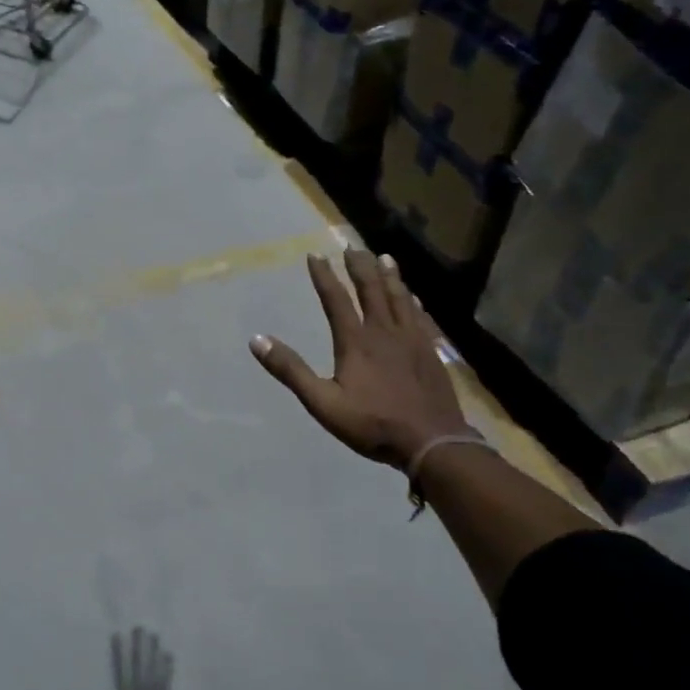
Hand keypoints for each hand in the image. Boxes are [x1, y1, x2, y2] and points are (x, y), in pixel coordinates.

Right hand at [77, 628, 171, 689]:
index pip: (120, 669)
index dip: (118, 651)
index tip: (117, 634)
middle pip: (139, 664)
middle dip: (138, 645)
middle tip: (139, 627)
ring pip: (154, 669)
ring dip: (154, 651)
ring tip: (155, 634)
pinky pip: (167, 681)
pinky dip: (168, 667)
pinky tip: (169, 654)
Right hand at [249, 250, 468, 469]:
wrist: (432, 442)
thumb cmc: (373, 424)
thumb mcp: (323, 403)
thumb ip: (291, 370)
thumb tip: (257, 340)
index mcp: (355, 341)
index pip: (336, 300)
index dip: (324, 276)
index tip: (315, 254)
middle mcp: (384, 331)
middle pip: (371, 290)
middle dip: (360, 266)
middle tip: (352, 246)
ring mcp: (412, 339)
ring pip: (399, 297)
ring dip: (389, 275)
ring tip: (384, 257)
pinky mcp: (430, 351)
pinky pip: (420, 316)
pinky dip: (413, 301)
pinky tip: (414, 296)